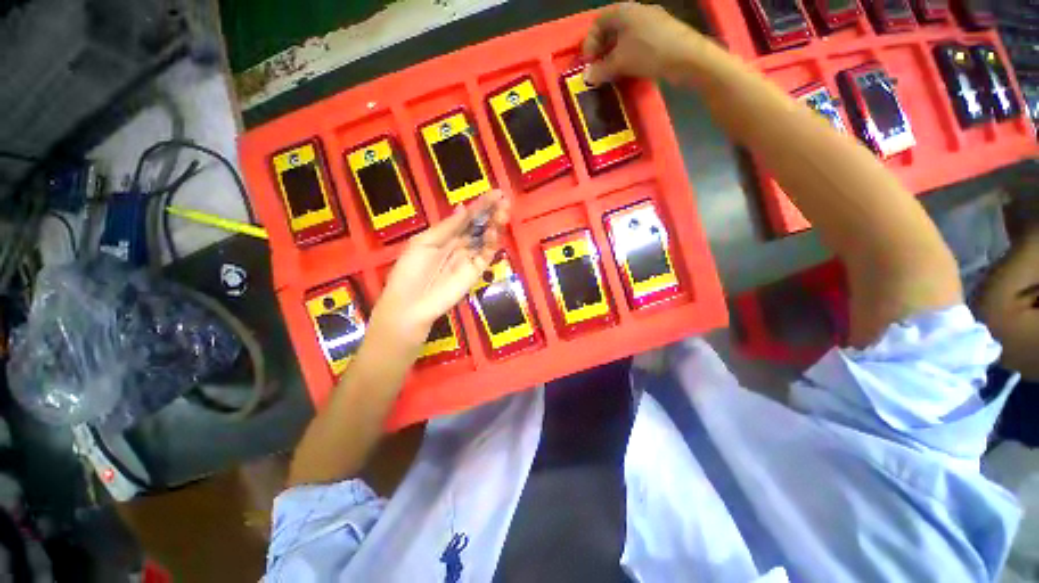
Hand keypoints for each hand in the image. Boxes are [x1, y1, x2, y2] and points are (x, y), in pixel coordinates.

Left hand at [370, 191, 510, 344]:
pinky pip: (486, 255)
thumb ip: (447, 227)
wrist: (410, 303)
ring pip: (486, 239)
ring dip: (495, 225)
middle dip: (492, 213)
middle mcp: (460, 245)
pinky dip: (491, 244)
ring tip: (503, 212)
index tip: (495, 193)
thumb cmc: (410, 271)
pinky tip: (493, 232)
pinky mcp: (475, 272)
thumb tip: (463, 207)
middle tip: (504, 200)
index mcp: (446, 236)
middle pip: (480, 226)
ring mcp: (469, 259)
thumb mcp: (424, 242)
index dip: (480, 205)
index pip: (467, 218)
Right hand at [583, 2, 704, 85]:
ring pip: (624, 38)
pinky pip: (637, 43)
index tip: (588, 64)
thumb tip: (587, 77)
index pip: (597, 24)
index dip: (589, 44)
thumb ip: (600, 70)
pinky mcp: (661, 34)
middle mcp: (636, 11)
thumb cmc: (648, 53)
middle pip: (611, 30)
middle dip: (601, 51)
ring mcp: (650, 21)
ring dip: (614, 56)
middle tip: (598, 71)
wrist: (686, 57)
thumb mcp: (619, 63)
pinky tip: (629, 70)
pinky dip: (628, 56)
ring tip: (612, 74)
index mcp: (622, 11)